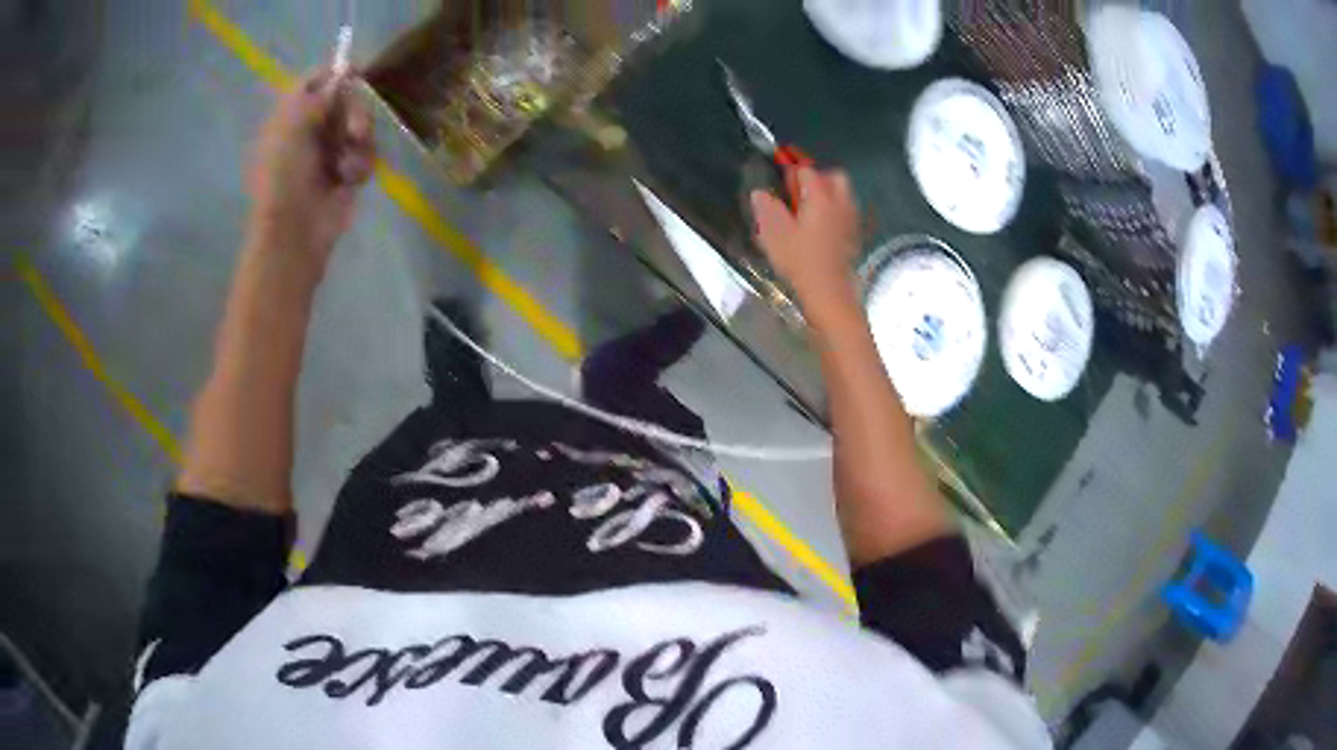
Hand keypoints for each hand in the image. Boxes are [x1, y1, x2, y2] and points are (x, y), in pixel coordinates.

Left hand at [247, 69, 374, 276]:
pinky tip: (350, 179)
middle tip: (353, 129)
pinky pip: (366, 154)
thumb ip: (317, 96)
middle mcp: (308, 131)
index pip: (312, 83)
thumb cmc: (284, 178)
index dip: (333, 73)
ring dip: (359, 141)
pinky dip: (361, 165)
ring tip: (348, 163)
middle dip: (353, 111)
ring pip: (359, 126)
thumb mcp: (293, 126)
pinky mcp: (347, 174)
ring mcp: (328, 153)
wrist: (294, 231)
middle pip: (343, 100)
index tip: (356, 70)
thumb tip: (341, 76)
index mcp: (288, 118)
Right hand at [750, 168, 860, 316]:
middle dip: (818, 179)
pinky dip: (835, 213)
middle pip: (834, 177)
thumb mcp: (775, 234)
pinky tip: (820, 230)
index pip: (807, 172)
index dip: (791, 173)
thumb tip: (760, 193)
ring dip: (828, 196)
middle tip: (799, 194)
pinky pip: (846, 213)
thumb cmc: (800, 261)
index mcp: (820, 197)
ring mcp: (850, 220)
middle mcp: (840, 203)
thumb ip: (767, 209)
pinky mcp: (854, 236)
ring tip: (809, 211)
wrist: (829, 292)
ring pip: (843, 195)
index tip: (780, 183)